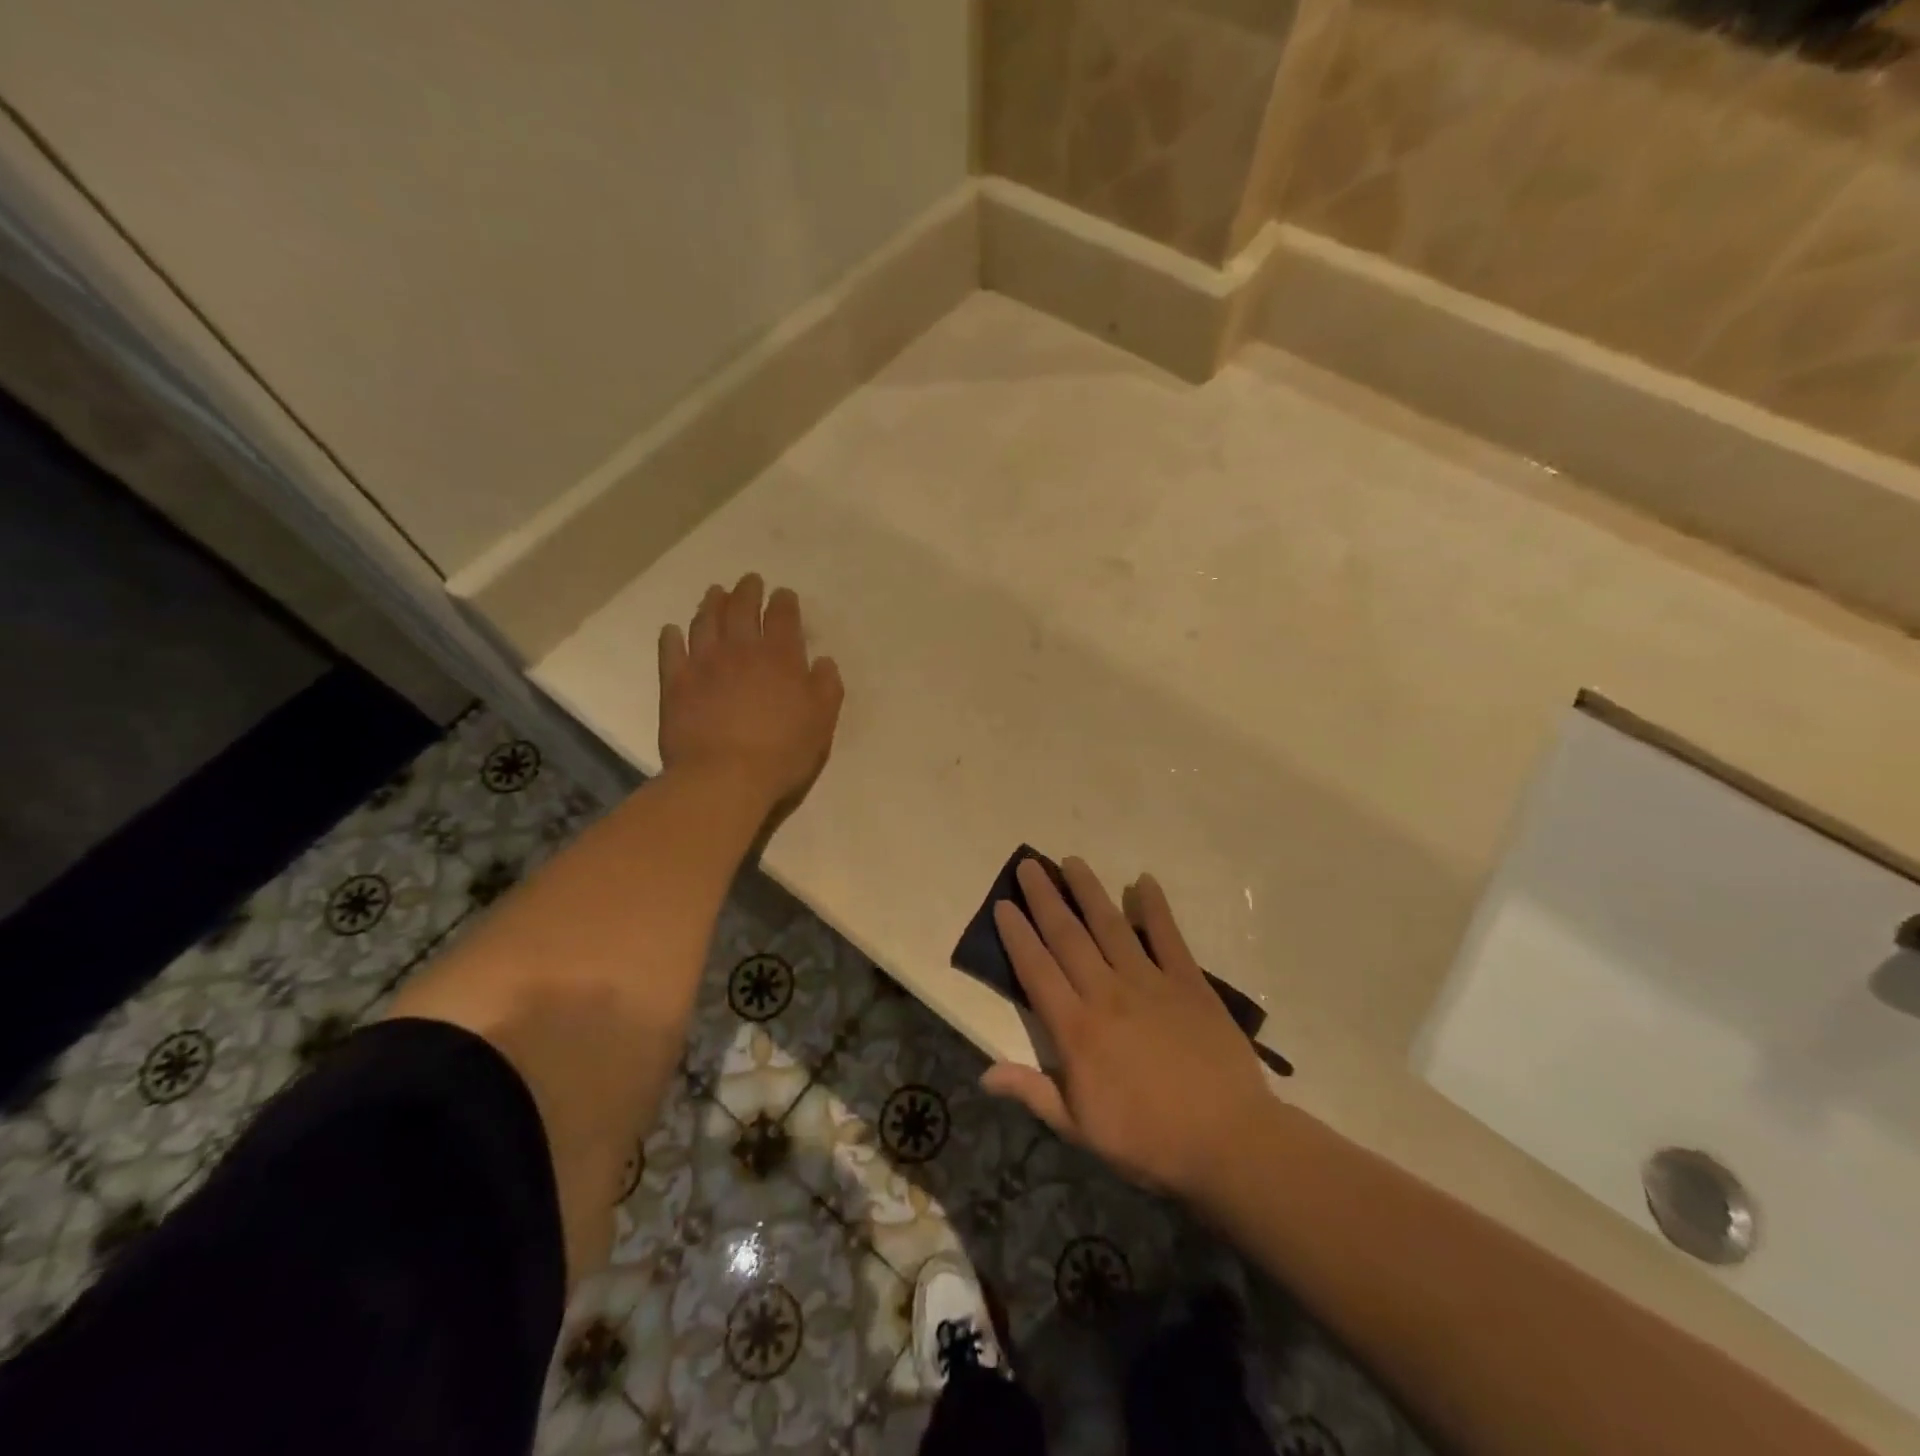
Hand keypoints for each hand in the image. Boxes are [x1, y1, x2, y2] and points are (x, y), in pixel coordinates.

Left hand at [658, 574, 842, 806]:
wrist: (723, 776)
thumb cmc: (782, 752)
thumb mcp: (821, 722)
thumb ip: (826, 687)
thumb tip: (823, 661)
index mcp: (780, 656)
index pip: (783, 616)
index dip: (784, 602)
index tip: (784, 594)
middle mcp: (741, 650)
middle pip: (742, 609)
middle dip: (748, 591)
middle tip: (749, 581)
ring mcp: (704, 663)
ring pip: (706, 622)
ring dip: (712, 604)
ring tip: (715, 593)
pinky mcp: (675, 683)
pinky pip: (671, 651)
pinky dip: (672, 637)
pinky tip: (673, 631)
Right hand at [982, 858, 1272, 1202]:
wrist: (1228, 1141)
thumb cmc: (1148, 1140)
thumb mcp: (1080, 1128)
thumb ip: (1032, 1092)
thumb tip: (983, 1073)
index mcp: (1076, 1029)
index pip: (1036, 970)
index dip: (1017, 935)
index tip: (1004, 905)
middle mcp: (1106, 993)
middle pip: (1068, 936)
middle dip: (1045, 898)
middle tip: (1029, 865)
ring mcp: (1149, 982)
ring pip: (1111, 926)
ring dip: (1089, 891)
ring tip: (1072, 861)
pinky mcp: (1189, 982)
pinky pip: (1168, 936)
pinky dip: (1155, 907)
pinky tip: (1144, 881)